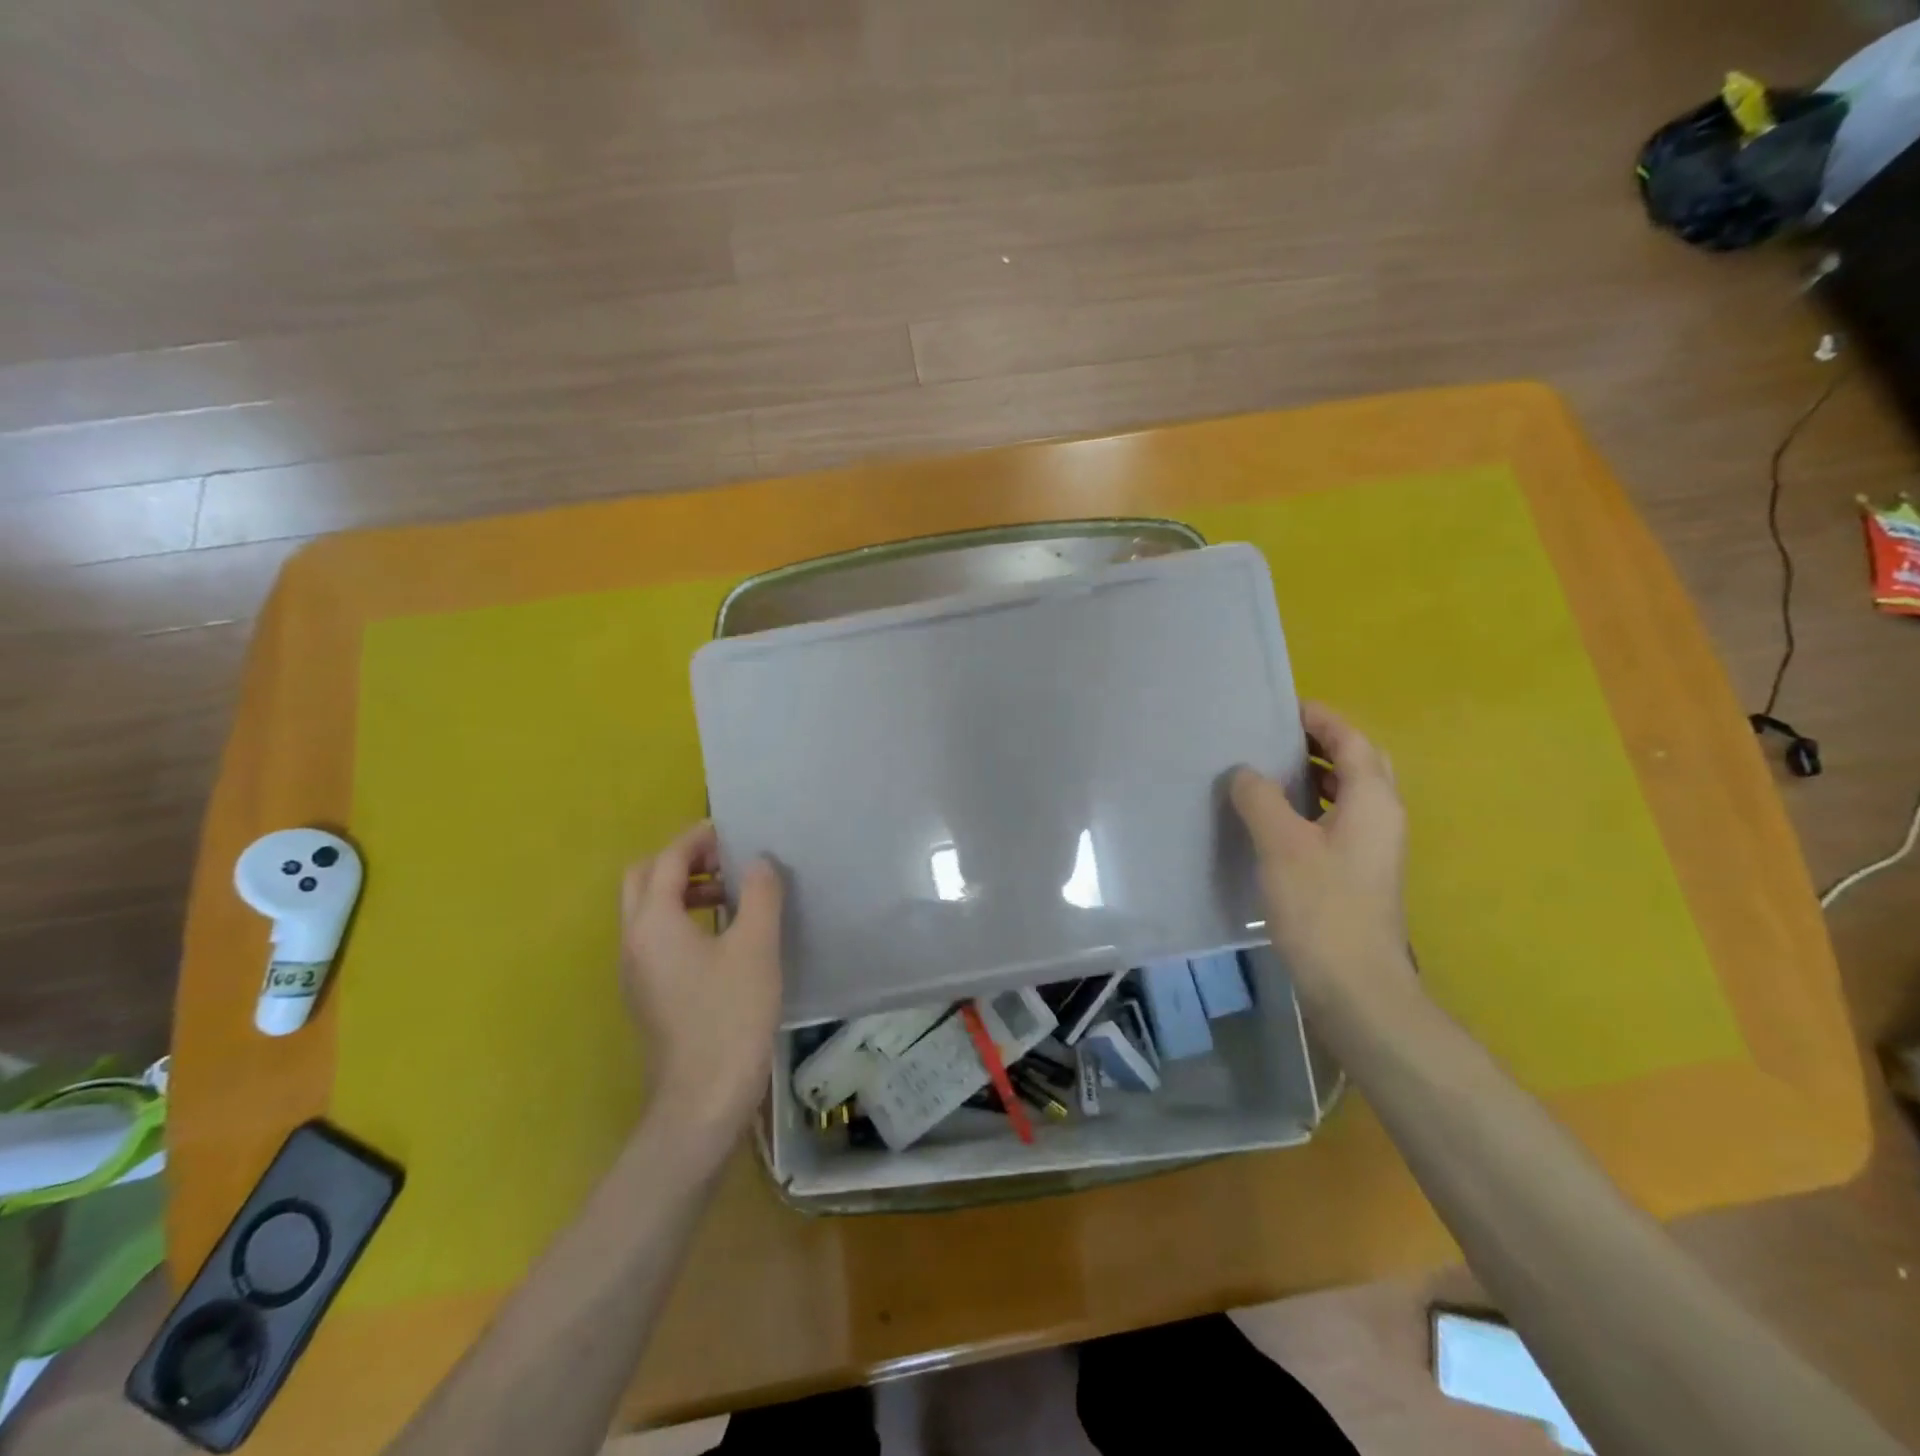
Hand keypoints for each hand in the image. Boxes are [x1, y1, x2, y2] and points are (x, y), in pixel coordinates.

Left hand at [620, 822, 784, 1137]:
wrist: (702, 1100)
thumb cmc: (730, 1016)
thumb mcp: (756, 947)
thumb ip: (760, 894)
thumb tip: (759, 862)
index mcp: (653, 923)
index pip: (667, 861)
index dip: (697, 840)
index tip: (730, 832)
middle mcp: (632, 941)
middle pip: (643, 880)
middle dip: (680, 862)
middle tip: (723, 862)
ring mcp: (634, 972)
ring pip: (646, 911)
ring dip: (681, 891)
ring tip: (729, 896)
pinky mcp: (646, 996)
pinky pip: (655, 938)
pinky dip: (681, 920)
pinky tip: (721, 938)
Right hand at [1230, 702, 1415, 1004]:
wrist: (1355, 985)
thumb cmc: (1321, 906)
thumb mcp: (1280, 843)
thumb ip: (1260, 798)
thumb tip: (1245, 773)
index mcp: (1373, 801)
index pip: (1352, 741)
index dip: (1322, 719)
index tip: (1284, 706)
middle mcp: (1383, 818)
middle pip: (1360, 764)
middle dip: (1323, 744)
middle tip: (1278, 737)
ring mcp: (1374, 849)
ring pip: (1349, 795)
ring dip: (1316, 776)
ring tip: (1270, 772)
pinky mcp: (1360, 875)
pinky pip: (1338, 822)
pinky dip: (1312, 808)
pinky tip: (1275, 822)